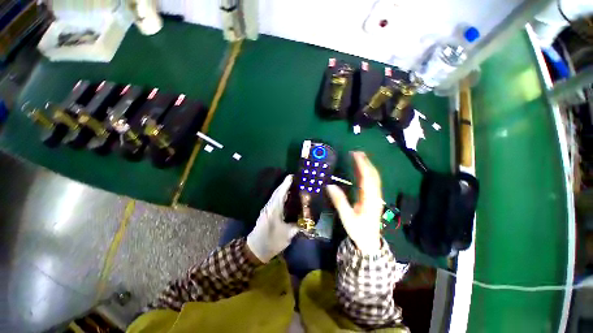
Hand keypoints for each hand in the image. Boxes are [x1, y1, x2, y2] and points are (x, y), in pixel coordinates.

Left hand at [246, 175, 299, 262]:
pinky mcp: (266, 213)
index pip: (281, 193)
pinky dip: (280, 196)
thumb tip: (306, 222)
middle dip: (285, 184)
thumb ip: (298, 226)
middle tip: (294, 179)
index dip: (286, 184)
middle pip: (277, 192)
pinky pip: (274, 200)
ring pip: (275, 196)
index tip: (291, 176)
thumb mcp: (287, 235)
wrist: (255, 250)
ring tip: (291, 186)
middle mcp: (269, 206)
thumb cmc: (271, 241)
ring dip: (282, 190)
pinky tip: (286, 198)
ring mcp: (266, 209)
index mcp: (274, 209)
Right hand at [327, 152, 382, 254]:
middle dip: (365, 162)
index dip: (361, 164)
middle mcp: (374, 195)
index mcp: (369, 199)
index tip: (355, 154)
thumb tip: (329, 185)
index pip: (367, 178)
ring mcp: (375, 197)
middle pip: (373, 175)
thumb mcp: (347, 217)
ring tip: (359, 157)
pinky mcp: (373, 198)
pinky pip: (372, 182)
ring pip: (374, 178)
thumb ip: (339, 201)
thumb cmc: (358, 230)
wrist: (370, 242)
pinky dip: (367, 173)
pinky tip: (361, 170)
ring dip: (367, 166)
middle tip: (356, 152)